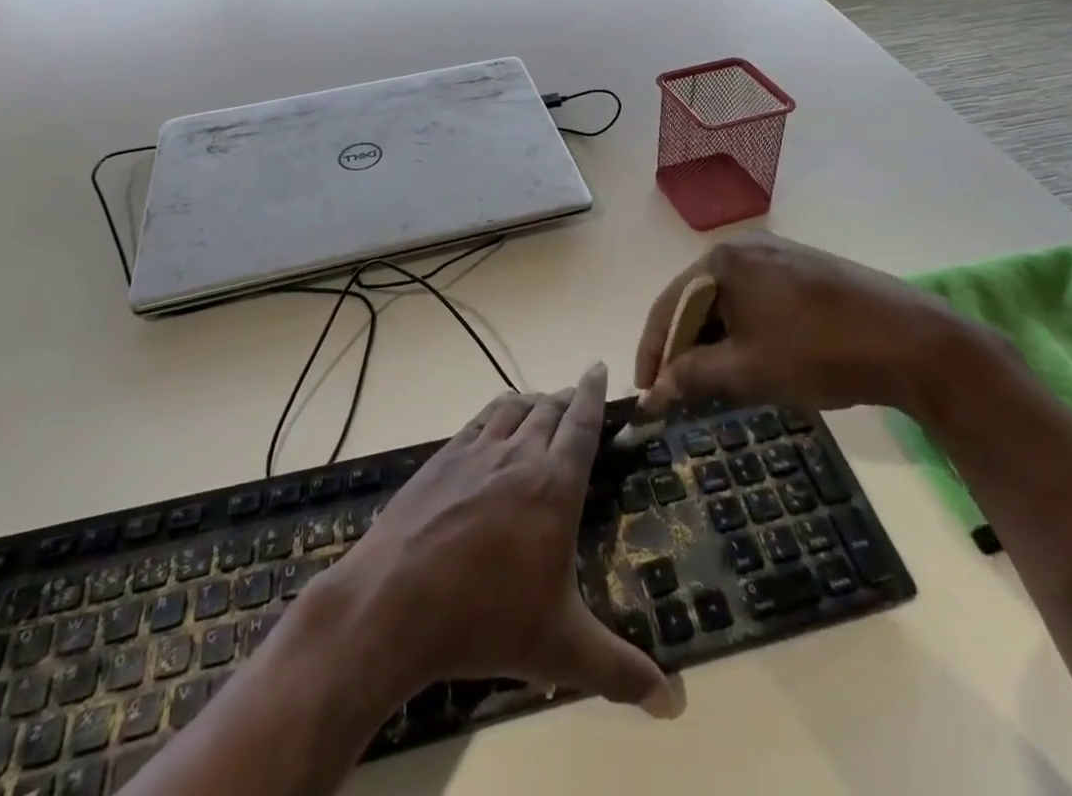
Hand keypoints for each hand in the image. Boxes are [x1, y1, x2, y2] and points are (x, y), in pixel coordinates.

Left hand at [317, 364, 675, 716]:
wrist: (395, 601)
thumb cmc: (486, 621)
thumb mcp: (561, 651)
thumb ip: (620, 670)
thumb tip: (676, 704)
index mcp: (554, 486)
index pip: (582, 424)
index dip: (593, 394)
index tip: (599, 367)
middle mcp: (519, 455)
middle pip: (549, 409)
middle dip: (566, 398)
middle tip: (576, 396)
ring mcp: (476, 452)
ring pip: (514, 408)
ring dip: (533, 400)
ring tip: (542, 403)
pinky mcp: (442, 458)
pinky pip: (479, 420)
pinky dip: (497, 412)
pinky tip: (495, 424)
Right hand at [634, 232, 974, 415]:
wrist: (913, 342)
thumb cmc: (819, 352)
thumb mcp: (748, 370)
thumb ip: (693, 376)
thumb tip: (653, 393)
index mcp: (723, 260)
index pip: (670, 305)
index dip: (653, 351)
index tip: (645, 392)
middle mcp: (745, 246)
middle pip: (698, 300)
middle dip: (685, 347)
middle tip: (679, 391)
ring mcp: (779, 254)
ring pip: (729, 301)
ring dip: (715, 341)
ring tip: (713, 381)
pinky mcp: (805, 269)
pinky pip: (757, 298)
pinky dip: (745, 330)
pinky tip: (751, 358)